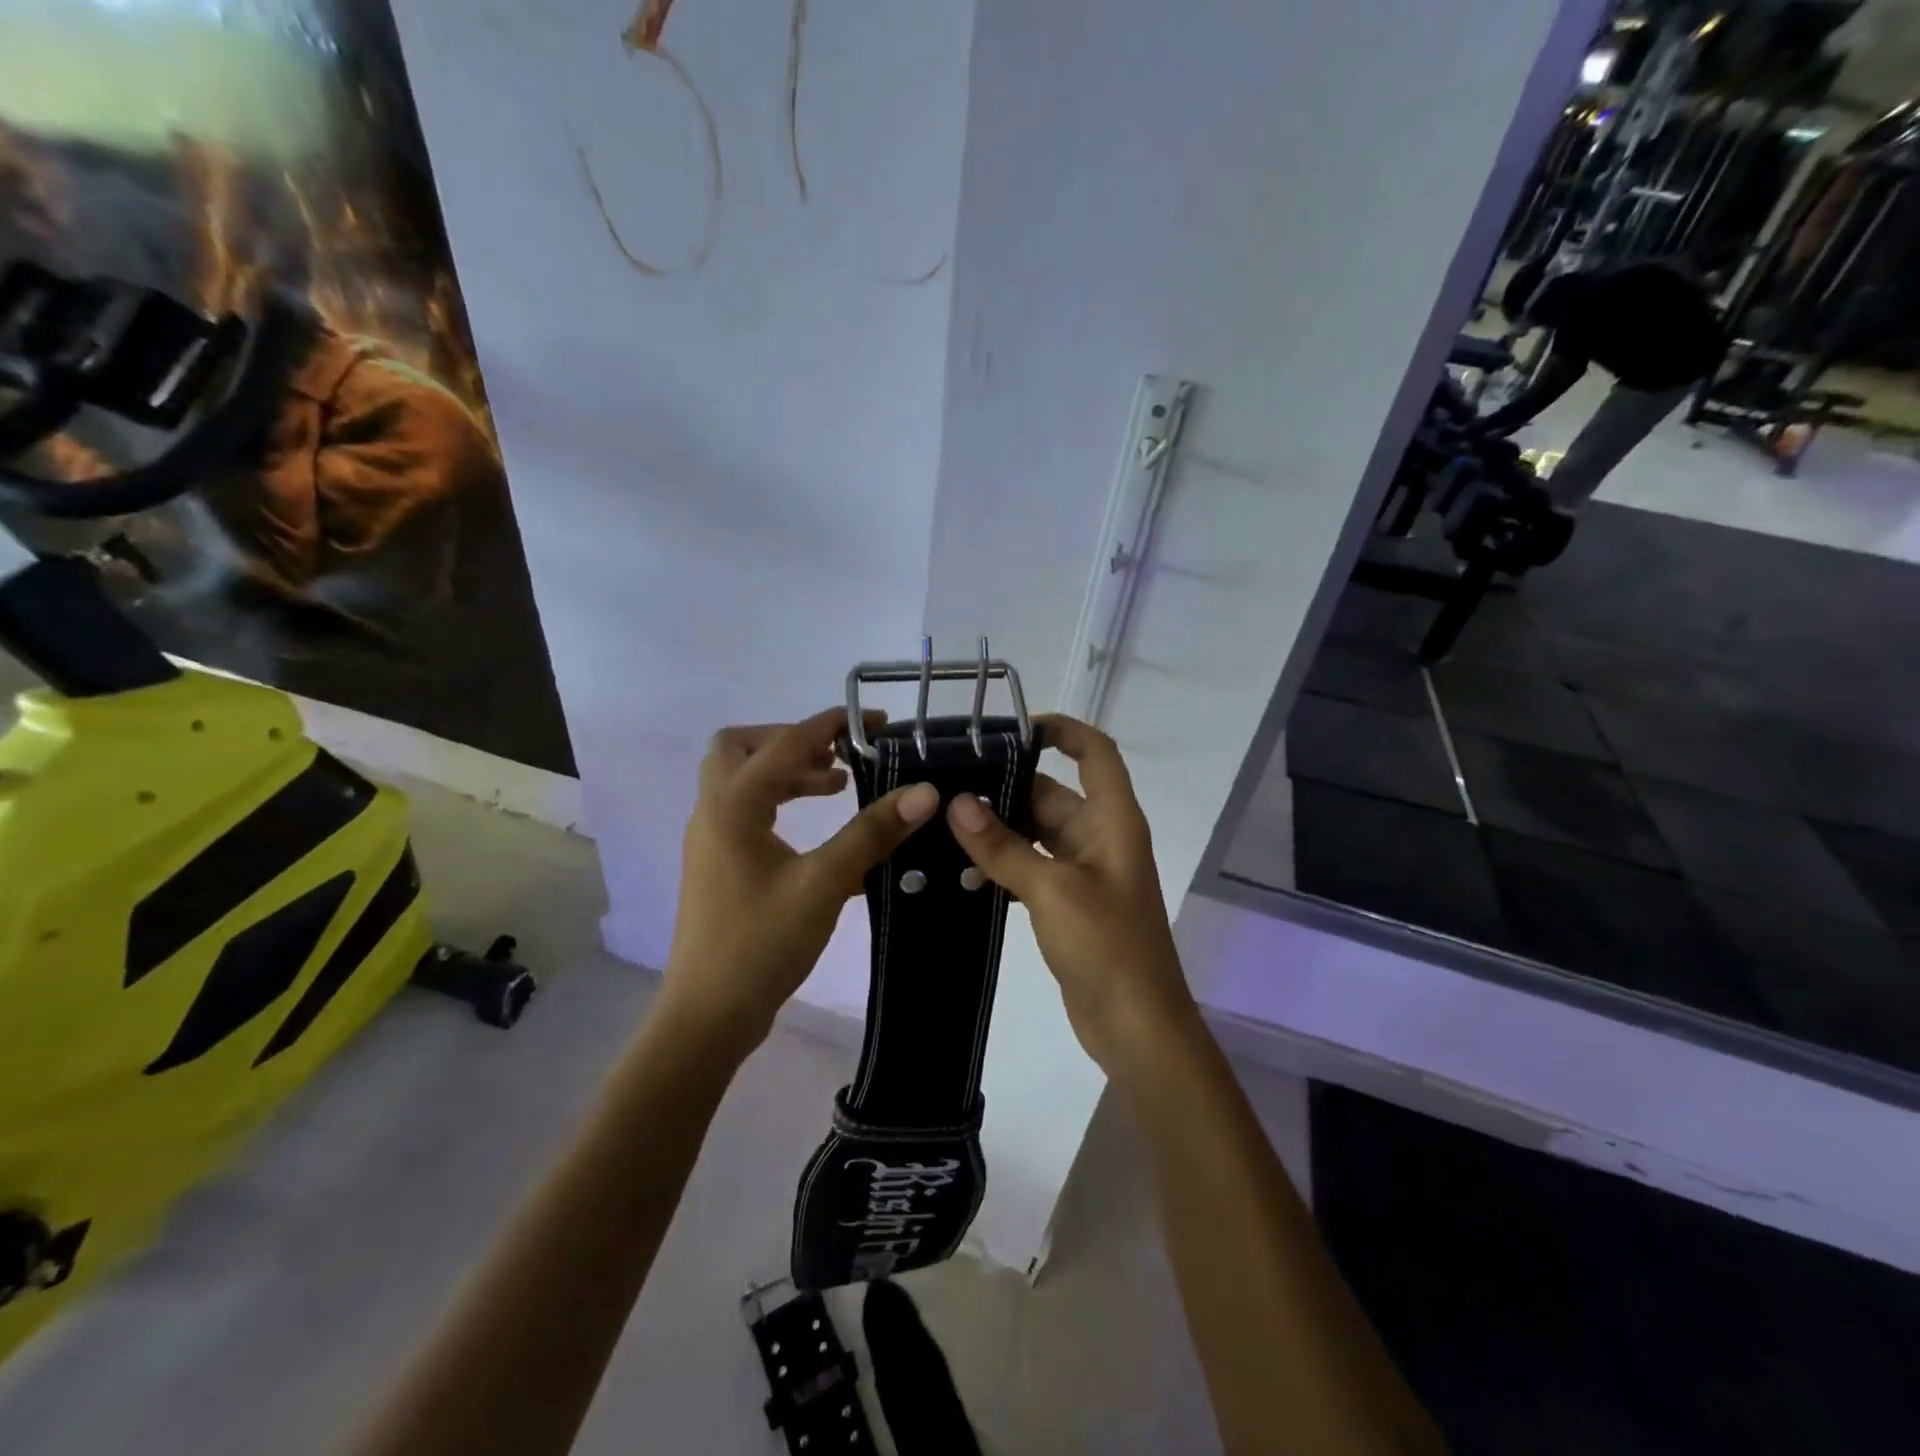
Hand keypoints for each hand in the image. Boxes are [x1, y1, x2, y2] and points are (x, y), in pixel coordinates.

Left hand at [664, 708, 939, 1055]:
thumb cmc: (761, 944)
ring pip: (743, 780)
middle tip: (838, 757)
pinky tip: (822, 832)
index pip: (785, 743)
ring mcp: (711, 840)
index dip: (831, 725)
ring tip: (838, 786)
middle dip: (792, 740)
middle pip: (741, 747)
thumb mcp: (823, 884)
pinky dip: (781, 803)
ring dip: (788, 772)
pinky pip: (747, 812)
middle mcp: (714, 812)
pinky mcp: (719, 864)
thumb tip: (924, 792)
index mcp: (732, 805)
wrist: (708, 1015)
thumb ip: (872, 833)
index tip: (875, 723)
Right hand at [945, 715, 1196, 1077]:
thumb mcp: (1051, 891)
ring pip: (1036, 833)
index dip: (1062, 730)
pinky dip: (1002, 864)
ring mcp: (1085, 872)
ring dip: (998, 829)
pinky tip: (960, 871)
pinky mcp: (1068, 903)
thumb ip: (1003, 846)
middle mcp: (1101, 837)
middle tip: (946, 784)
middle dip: (1005, 787)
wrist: (1137, 1027)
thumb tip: (957, 803)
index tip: (1011, 729)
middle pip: (1053, 793)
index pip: (1095, 753)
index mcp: (1113, 820)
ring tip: (941, 823)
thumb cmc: (1107, 947)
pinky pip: (1032, 867)